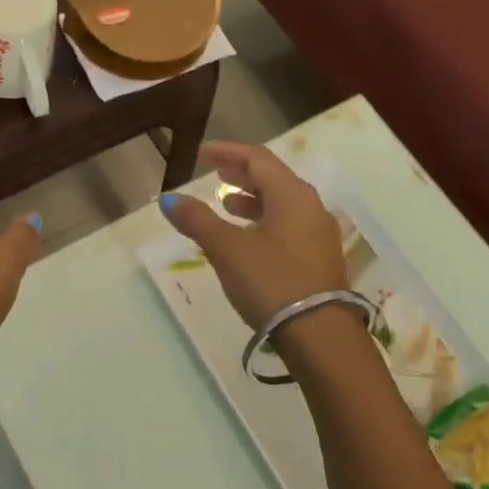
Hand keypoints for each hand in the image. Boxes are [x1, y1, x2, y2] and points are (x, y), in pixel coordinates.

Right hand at [159, 142, 347, 331]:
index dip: (228, 152)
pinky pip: (289, 226)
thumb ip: (197, 220)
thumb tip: (168, 199)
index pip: (258, 159)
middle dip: (242, 174)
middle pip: (273, 178)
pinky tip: (247, 238)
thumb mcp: (227, 249)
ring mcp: (319, 235)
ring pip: (282, 204)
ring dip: (253, 199)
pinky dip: (264, 220)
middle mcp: (311, 207)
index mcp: (292, 195)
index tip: (202, 153)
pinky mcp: (320, 259)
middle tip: (215, 172)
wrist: (320, 336)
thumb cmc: (272, 281)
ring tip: (227, 203)